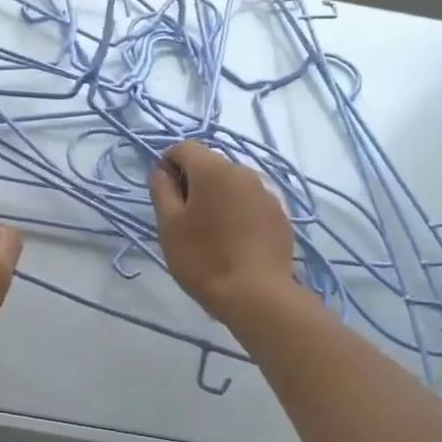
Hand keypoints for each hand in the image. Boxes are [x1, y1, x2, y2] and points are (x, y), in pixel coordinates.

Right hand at [149, 141, 294, 324]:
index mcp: (213, 169)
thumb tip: (161, 170)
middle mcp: (243, 172)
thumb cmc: (203, 258)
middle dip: (193, 181)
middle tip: (182, 216)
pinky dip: (237, 211)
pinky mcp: (280, 215)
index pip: (184, 147)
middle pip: (210, 164)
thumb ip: (162, 189)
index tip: (162, 191)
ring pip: (232, 184)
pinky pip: (250, 202)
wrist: (257, 295)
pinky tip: (234, 241)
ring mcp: (266, 193)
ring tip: (209, 231)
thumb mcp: (169, 225)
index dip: (167, 163)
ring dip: (217, 196)